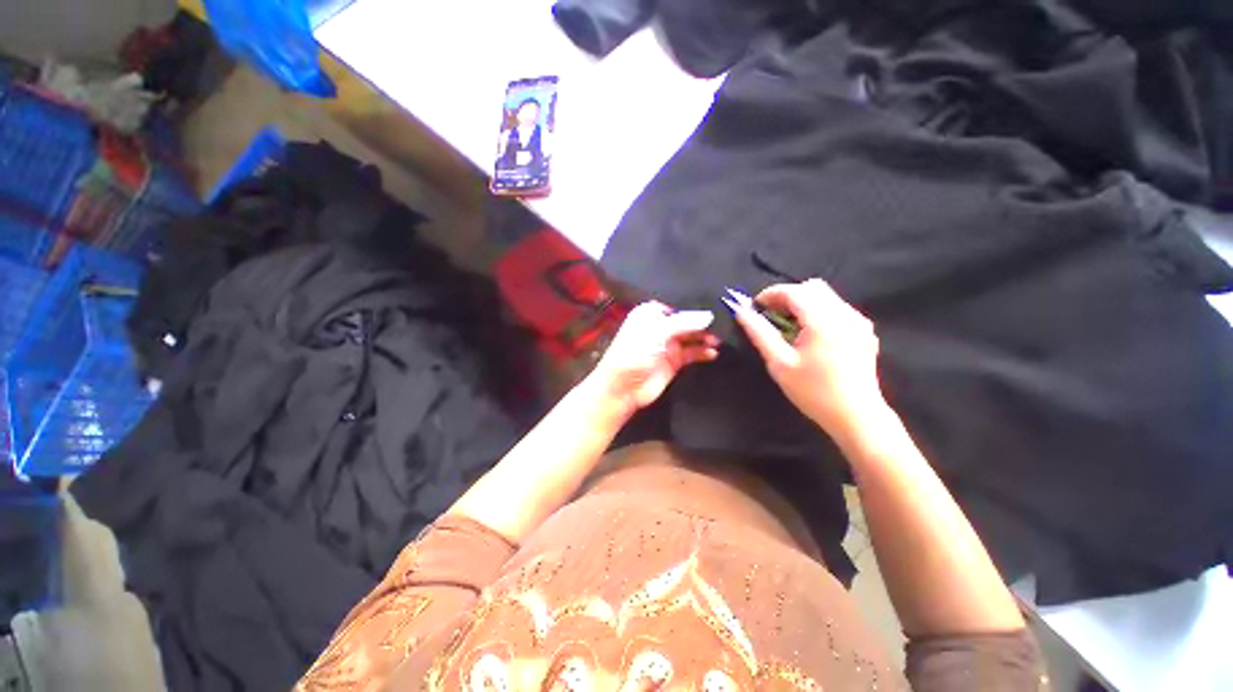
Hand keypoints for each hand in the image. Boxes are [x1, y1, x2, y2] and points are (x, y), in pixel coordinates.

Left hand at [589, 302, 719, 419]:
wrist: (623, 387)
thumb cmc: (634, 352)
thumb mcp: (657, 331)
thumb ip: (684, 322)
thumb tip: (709, 315)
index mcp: (650, 314)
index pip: (677, 305)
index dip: (694, 306)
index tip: (716, 305)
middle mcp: (660, 327)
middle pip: (686, 321)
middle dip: (703, 323)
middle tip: (724, 323)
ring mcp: (668, 345)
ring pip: (691, 337)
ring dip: (705, 338)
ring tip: (720, 339)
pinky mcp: (674, 362)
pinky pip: (692, 354)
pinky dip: (703, 353)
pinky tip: (714, 353)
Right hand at [731, 279, 886, 441]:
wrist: (856, 416)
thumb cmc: (813, 392)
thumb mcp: (779, 363)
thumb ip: (759, 333)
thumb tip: (741, 312)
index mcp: (823, 321)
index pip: (794, 291)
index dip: (771, 294)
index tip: (755, 306)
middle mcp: (845, 314)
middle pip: (812, 287)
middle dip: (787, 296)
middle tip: (770, 315)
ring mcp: (858, 322)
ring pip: (826, 296)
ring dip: (803, 303)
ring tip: (788, 326)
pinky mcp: (865, 331)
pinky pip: (837, 308)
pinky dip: (818, 311)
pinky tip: (810, 334)